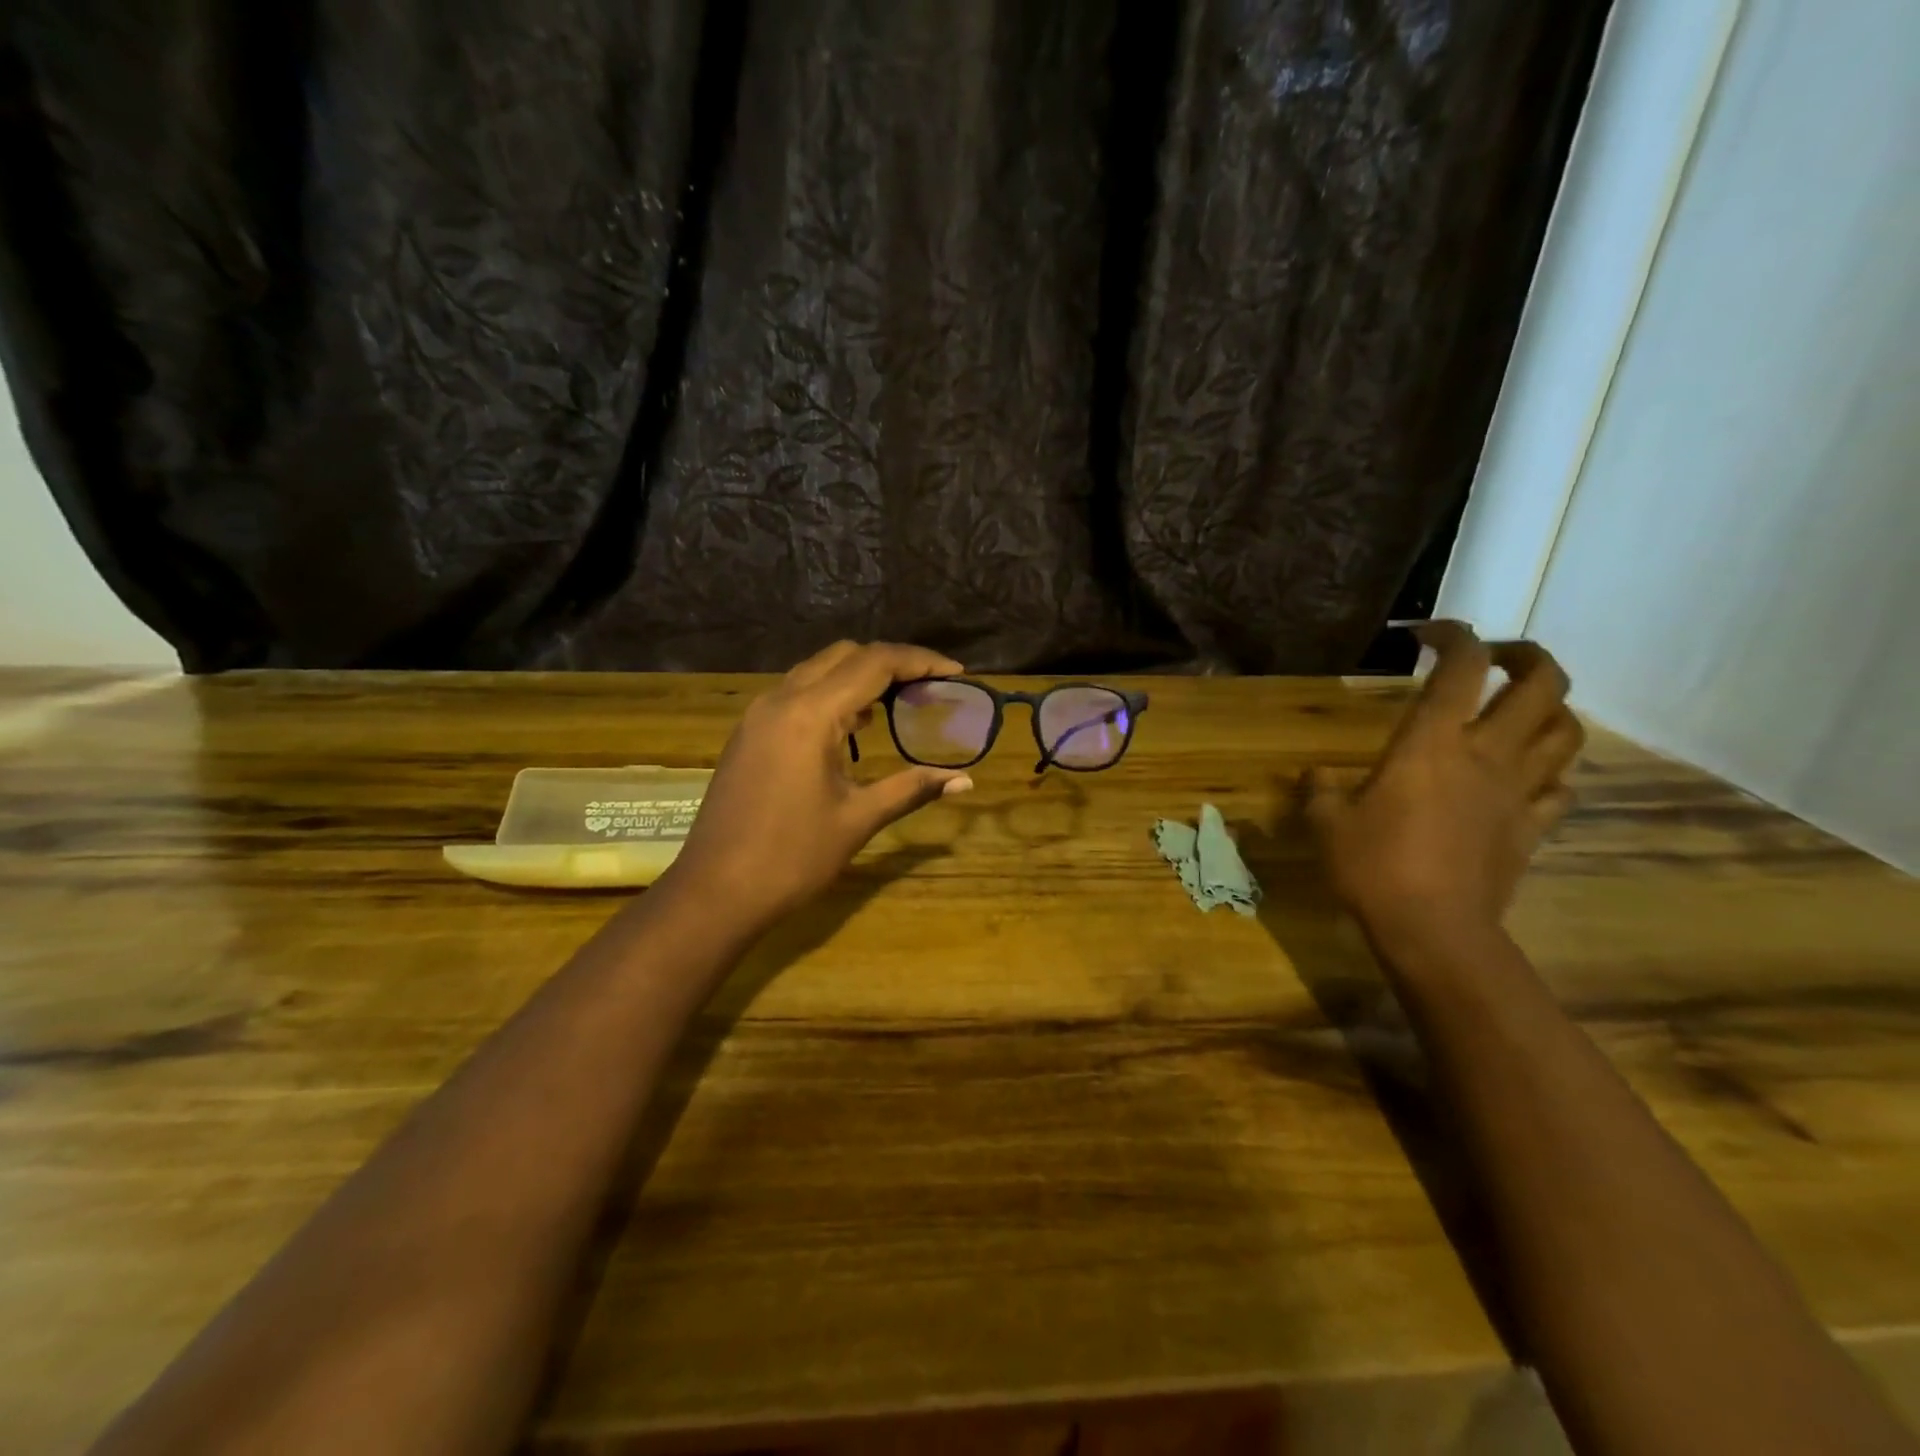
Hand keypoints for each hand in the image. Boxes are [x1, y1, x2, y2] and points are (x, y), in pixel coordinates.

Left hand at [665, 641, 975, 929]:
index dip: (921, 661)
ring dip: (859, 676)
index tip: (957, 674)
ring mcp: (759, 715)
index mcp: (810, 714)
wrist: (715, 891)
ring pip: (817, 671)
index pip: (875, 663)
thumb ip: (912, 789)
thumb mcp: (858, 819)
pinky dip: (832, 695)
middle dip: (891, 662)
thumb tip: (964, 780)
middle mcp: (781, 700)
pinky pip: (797, 694)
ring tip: (899, 702)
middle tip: (929, 686)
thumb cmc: (791, 857)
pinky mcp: (749, 733)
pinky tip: (854, 727)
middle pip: (845, 656)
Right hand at [1306, 622, 1583, 953]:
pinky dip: (1550, 770)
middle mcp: (1488, 754)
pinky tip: (1525, 775)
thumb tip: (1314, 777)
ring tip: (1519, 710)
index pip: (1461, 666)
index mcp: (1433, 742)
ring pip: (1567, 730)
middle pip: (1543, 683)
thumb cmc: (1373, 866)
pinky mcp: (1532, 828)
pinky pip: (1561, 786)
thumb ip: (1319, 790)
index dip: (1452, 634)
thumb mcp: (1326, 823)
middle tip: (1495, 657)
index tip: (1425, 634)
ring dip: (1550, 707)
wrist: (1434, 930)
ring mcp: (1518, 791)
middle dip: (1526, 655)